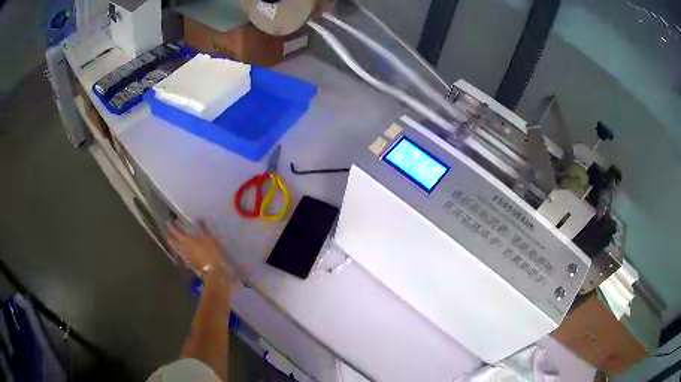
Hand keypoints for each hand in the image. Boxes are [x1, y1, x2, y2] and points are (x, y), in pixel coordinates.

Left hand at [168, 220, 232, 281]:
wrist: (214, 271)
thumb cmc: (211, 252)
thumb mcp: (209, 238)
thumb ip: (203, 229)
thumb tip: (198, 219)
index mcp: (188, 240)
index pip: (177, 233)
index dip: (173, 228)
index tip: (168, 223)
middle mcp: (184, 248)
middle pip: (175, 242)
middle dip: (170, 237)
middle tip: (167, 233)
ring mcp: (187, 256)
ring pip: (177, 249)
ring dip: (173, 244)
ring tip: (170, 241)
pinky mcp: (191, 263)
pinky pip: (182, 255)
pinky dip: (179, 252)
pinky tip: (181, 251)